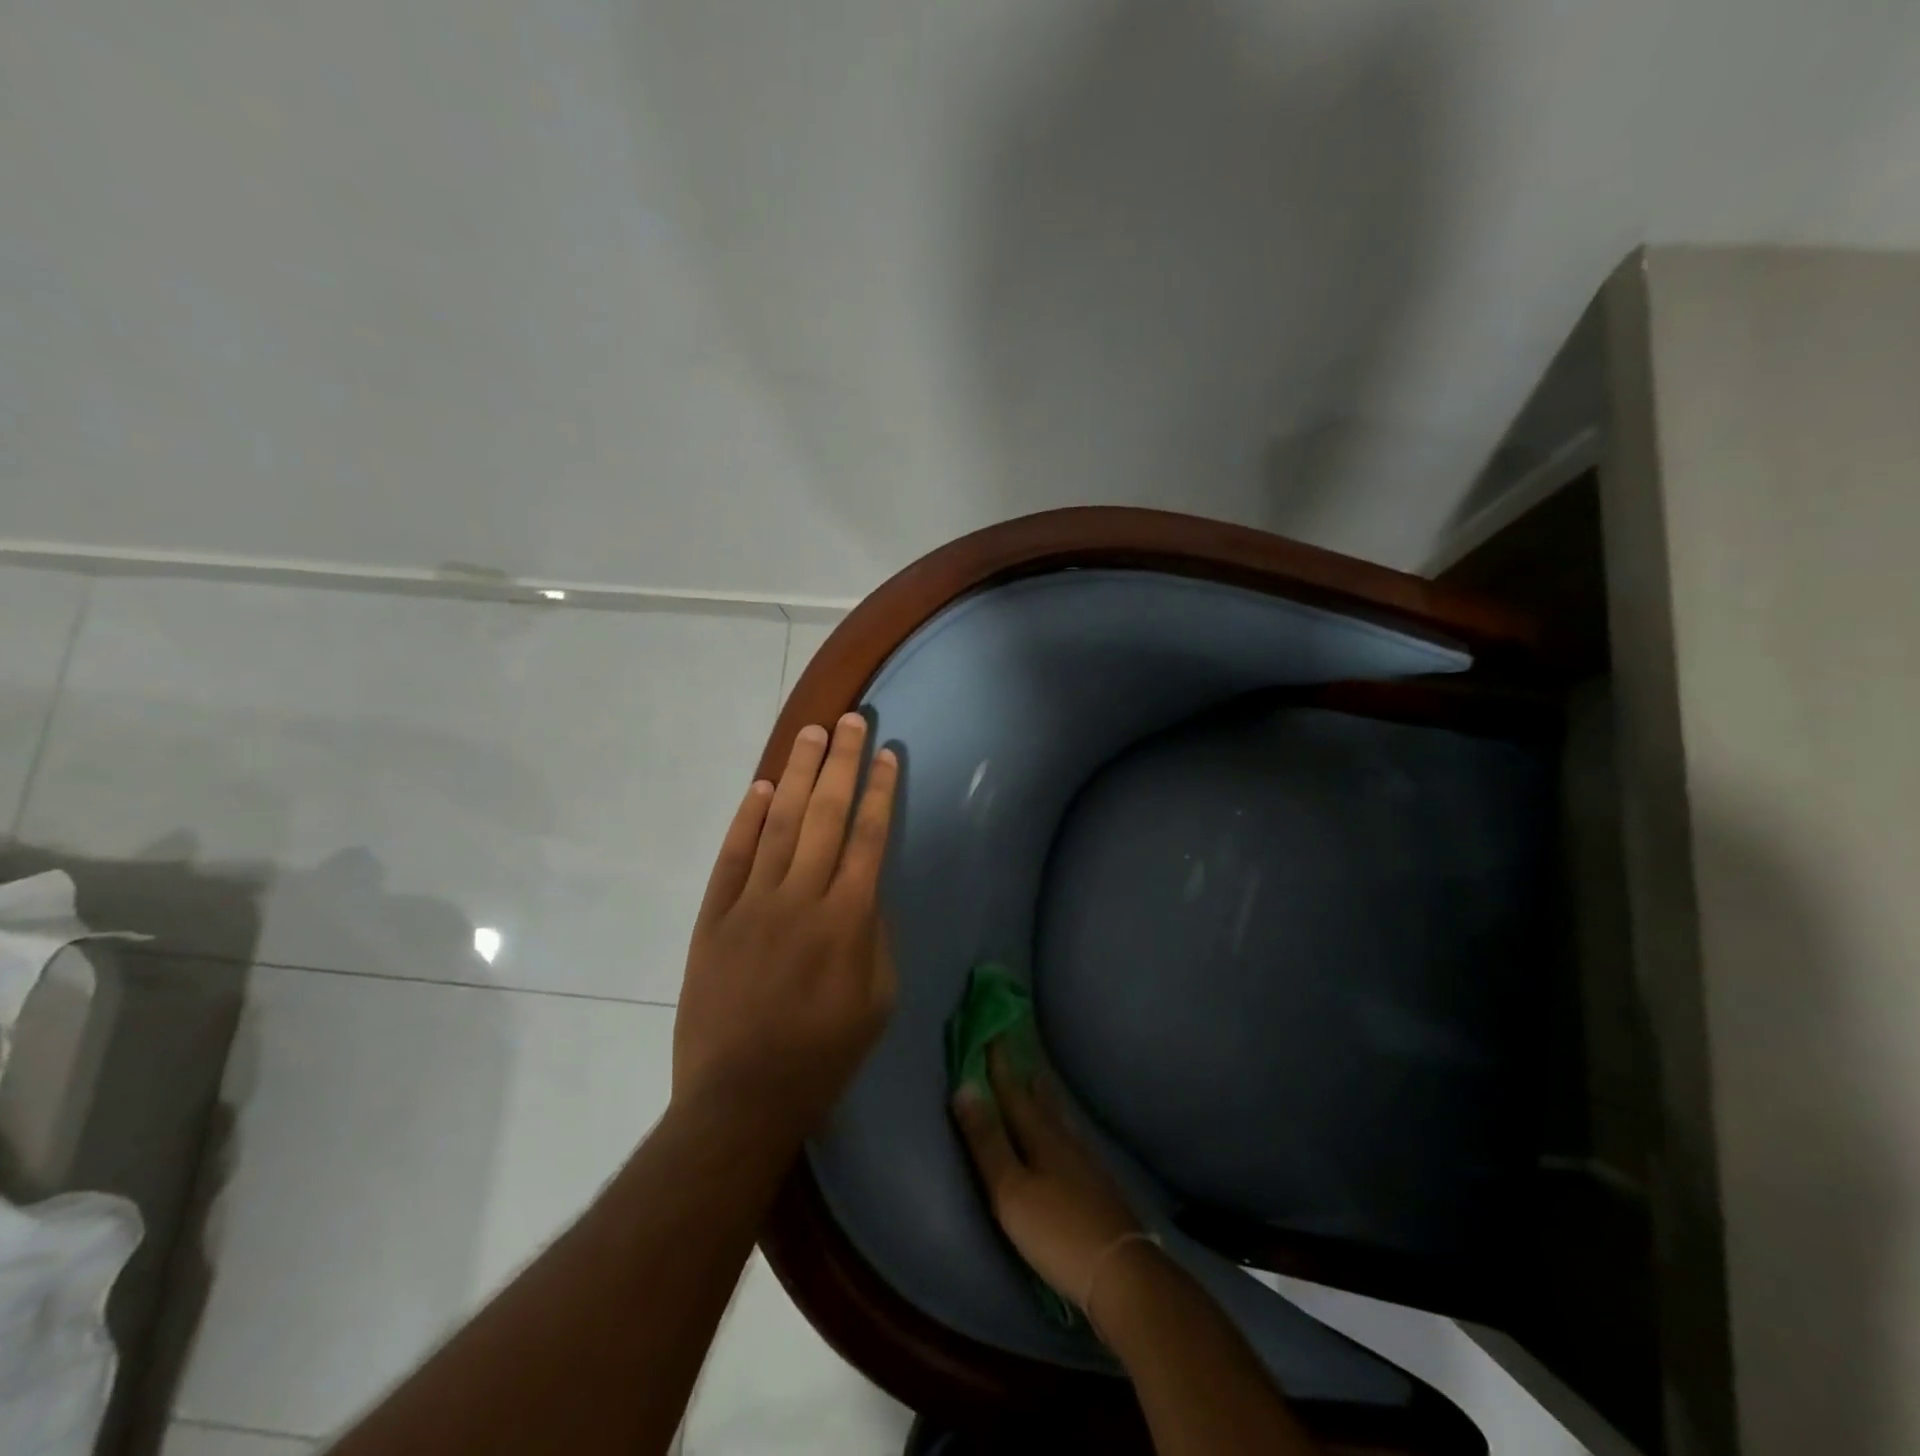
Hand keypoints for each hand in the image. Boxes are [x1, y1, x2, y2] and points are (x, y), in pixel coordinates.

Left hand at [673, 714, 899, 1139]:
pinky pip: (732, 857)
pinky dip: (746, 819)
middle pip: (826, 815)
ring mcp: (751, 903)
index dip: (879, 791)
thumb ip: (877, 936)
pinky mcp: (713, 917)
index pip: (868, 837)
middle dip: (842, 763)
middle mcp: (801, 898)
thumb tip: (866, 890)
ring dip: (798, 774)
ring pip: (779, 823)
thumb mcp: (877, 1002)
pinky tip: (761, 787)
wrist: (739, 1099)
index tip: (887, 754)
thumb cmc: (821, 1056)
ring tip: (813, 733)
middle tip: (852, 720)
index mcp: (848, 920)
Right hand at [952, 1045, 1142, 1311]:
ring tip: (1040, 1082)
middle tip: (1020, 1050)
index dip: (1000, 1066)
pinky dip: (1062, 1127)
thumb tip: (964, 1087)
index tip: (992, 1031)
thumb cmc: (1057, 1232)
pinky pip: (1073, 1142)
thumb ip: (987, 1142)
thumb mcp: (1010, 1191)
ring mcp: (1087, 1165)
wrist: (1123, 1274)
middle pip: (1041, 1102)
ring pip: (1061, 1121)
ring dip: (1046, 1099)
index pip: (1014, 1093)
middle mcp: (1065, 1142)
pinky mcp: (1100, 1189)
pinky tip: (1068, 1138)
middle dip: (1025, 1077)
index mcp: (1041, 1138)